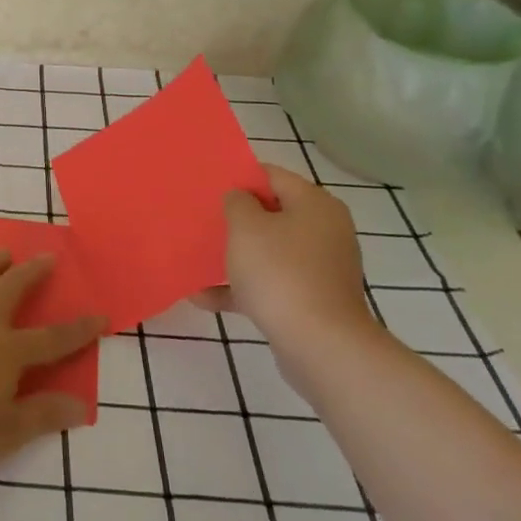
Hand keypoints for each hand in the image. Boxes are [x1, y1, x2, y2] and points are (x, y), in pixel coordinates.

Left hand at [0, 251, 104, 473]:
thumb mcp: (3, 433)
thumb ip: (43, 416)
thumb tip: (82, 405)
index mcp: (7, 351)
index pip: (53, 338)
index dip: (79, 329)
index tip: (100, 315)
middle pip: (13, 288)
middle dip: (34, 272)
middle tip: (47, 257)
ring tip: (3, 253)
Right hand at [216, 163, 378, 360]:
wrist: (320, 345)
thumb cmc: (280, 273)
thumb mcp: (246, 227)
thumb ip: (237, 202)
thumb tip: (240, 199)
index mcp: (315, 205)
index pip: (272, 175)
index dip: (238, 177)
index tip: (207, 186)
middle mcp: (324, 231)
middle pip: (272, 214)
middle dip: (235, 219)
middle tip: (201, 219)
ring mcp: (320, 268)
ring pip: (269, 252)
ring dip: (235, 256)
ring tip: (196, 258)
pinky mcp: (311, 300)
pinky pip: (270, 284)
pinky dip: (241, 288)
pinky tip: (203, 297)